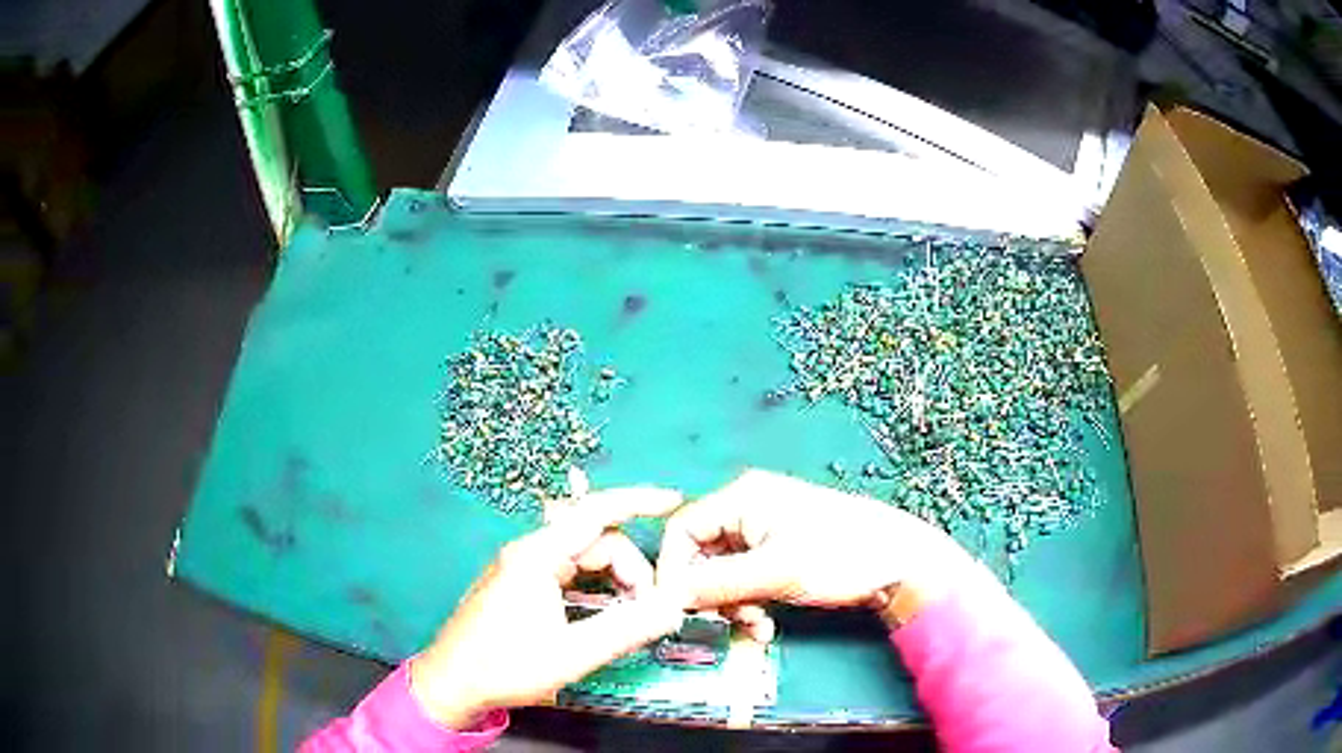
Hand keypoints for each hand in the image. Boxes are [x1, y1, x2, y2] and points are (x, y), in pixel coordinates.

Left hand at [410, 487, 686, 726]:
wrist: (450, 682)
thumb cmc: (505, 667)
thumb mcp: (572, 654)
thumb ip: (626, 630)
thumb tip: (673, 608)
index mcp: (536, 557)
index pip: (595, 512)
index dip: (638, 501)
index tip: (674, 502)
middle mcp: (528, 552)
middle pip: (594, 541)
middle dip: (630, 567)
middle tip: (650, 610)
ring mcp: (520, 567)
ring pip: (580, 557)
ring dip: (613, 578)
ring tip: (630, 613)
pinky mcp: (517, 584)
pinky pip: (565, 571)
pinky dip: (593, 584)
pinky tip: (603, 609)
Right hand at [657, 469, 980, 631]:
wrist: (900, 562)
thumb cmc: (839, 556)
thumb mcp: (774, 572)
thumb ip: (715, 583)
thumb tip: (667, 596)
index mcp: (743, 498)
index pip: (682, 530)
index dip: (673, 570)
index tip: (676, 608)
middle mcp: (748, 509)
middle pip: (702, 555)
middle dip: (710, 595)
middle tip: (725, 623)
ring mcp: (766, 531)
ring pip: (724, 573)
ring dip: (732, 605)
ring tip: (756, 627)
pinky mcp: (781, 552)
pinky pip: (746, 579)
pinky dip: (750, 603)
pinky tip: (767, 624)